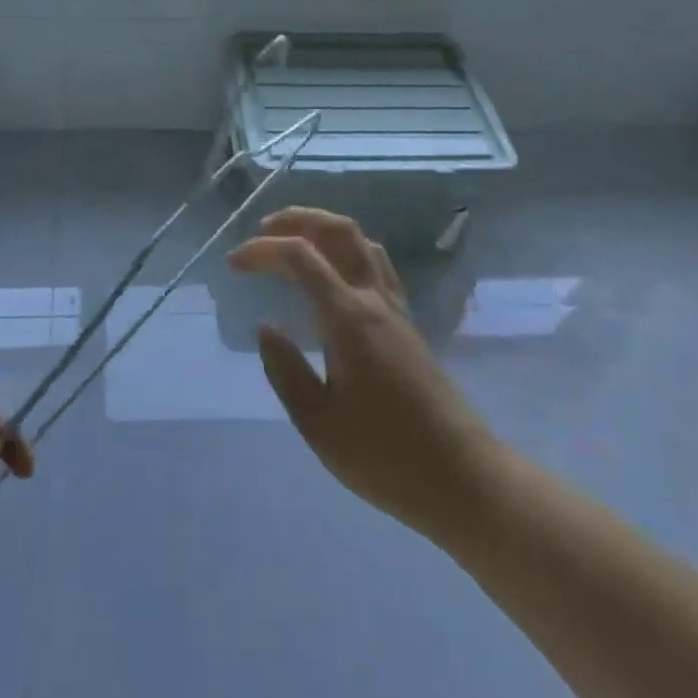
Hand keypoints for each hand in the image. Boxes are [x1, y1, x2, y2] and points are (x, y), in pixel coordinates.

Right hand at [228, 208, 497, 543]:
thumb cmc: (386, 457)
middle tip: (263, 231)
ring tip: (294, 243)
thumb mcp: (320, 425)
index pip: (301, 257)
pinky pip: (375, 264)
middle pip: (339, 230)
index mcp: (348, 317)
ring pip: (362, 242)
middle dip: (298, 219)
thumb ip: (286, 371)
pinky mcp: (407, 324)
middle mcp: (374, 299)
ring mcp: (395, 308)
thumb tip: (265, 328)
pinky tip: (332, 276)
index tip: (234, 264)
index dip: (263, 250)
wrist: (463, 478)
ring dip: (325, 230)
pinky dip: (346, 251)